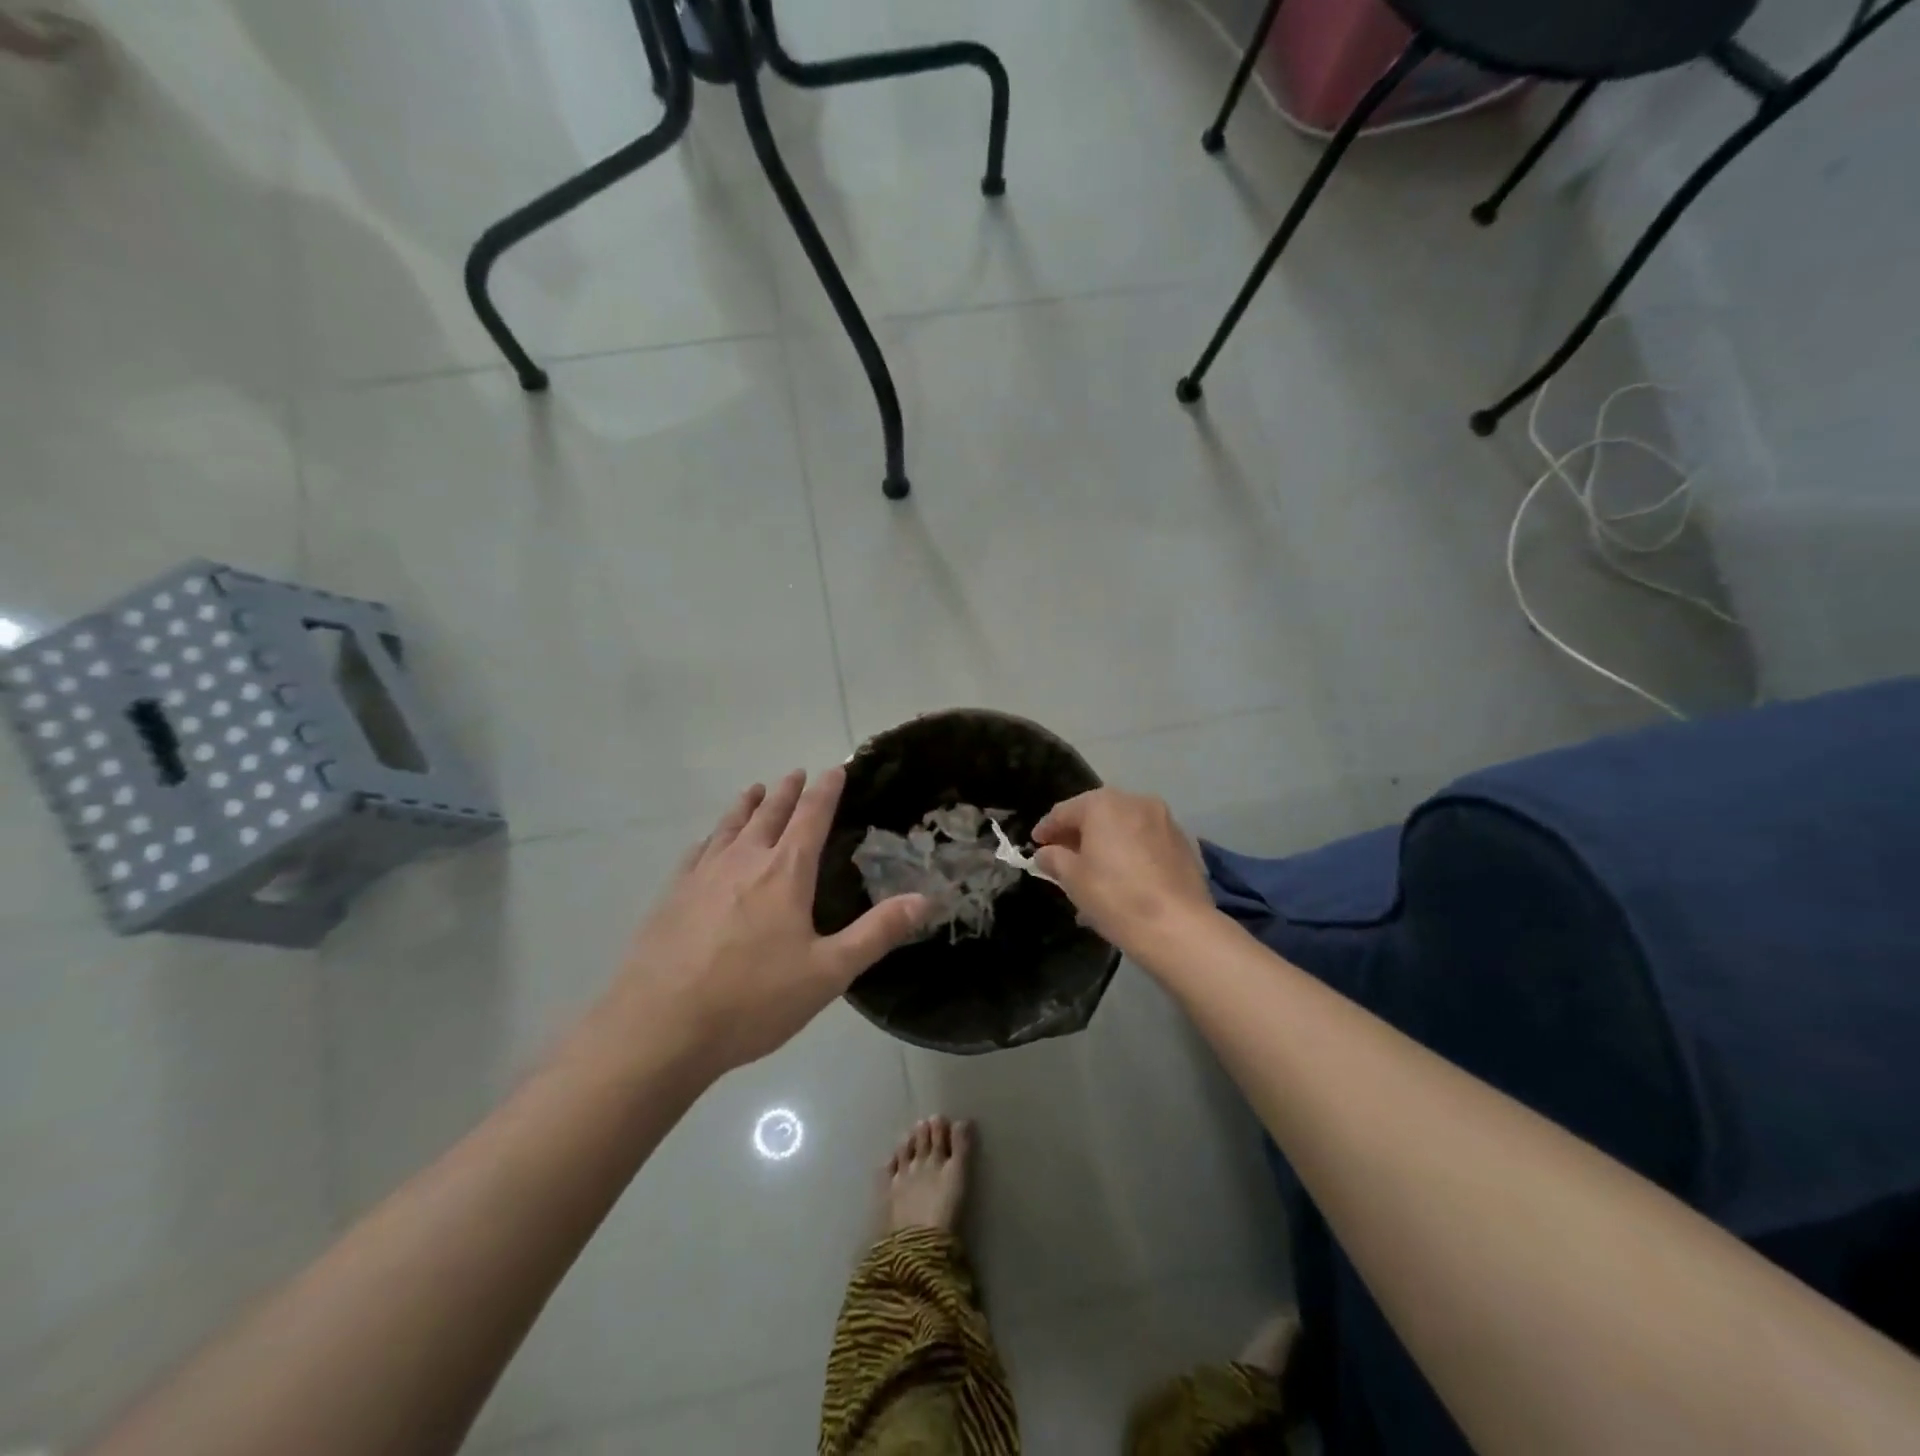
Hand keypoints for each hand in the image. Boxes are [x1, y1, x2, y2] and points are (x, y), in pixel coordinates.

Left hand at [604, 769, 930, 1074]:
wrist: (659, 1027)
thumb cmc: (752, 1000)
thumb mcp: (828, 973)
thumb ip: (877, 933)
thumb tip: (925, 898)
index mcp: (785, 872)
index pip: (811, 816)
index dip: (826, 790)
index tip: (836, 769)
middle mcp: (744, 860)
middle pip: (769, 813)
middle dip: (787, 791)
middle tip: (796, 773)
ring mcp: (703, 875)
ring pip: (730, 826)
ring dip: (747, 805)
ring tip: (755, 790)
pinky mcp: (672, 896)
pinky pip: (697, 852)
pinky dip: (711, 836)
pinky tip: (708, 842)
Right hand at [1032, 788, 1215, 959]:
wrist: (1178, 927)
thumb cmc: (1115, 897)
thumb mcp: (1072, 879)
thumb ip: (1054, 859)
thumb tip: (1045, 853)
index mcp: (1104, 804)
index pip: (1064, 811)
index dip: (1046, 829)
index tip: (1035, 845)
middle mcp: (1136, 802)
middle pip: (1097, 815)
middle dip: (1078, 835)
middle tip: (1062, 858)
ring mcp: (1165, 821)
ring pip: (1124, 829)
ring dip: (1105, 845)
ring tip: (1093, 874)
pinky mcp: (1184, 844)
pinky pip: (1146, 843)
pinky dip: (1130, 855)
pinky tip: (1123, 880)